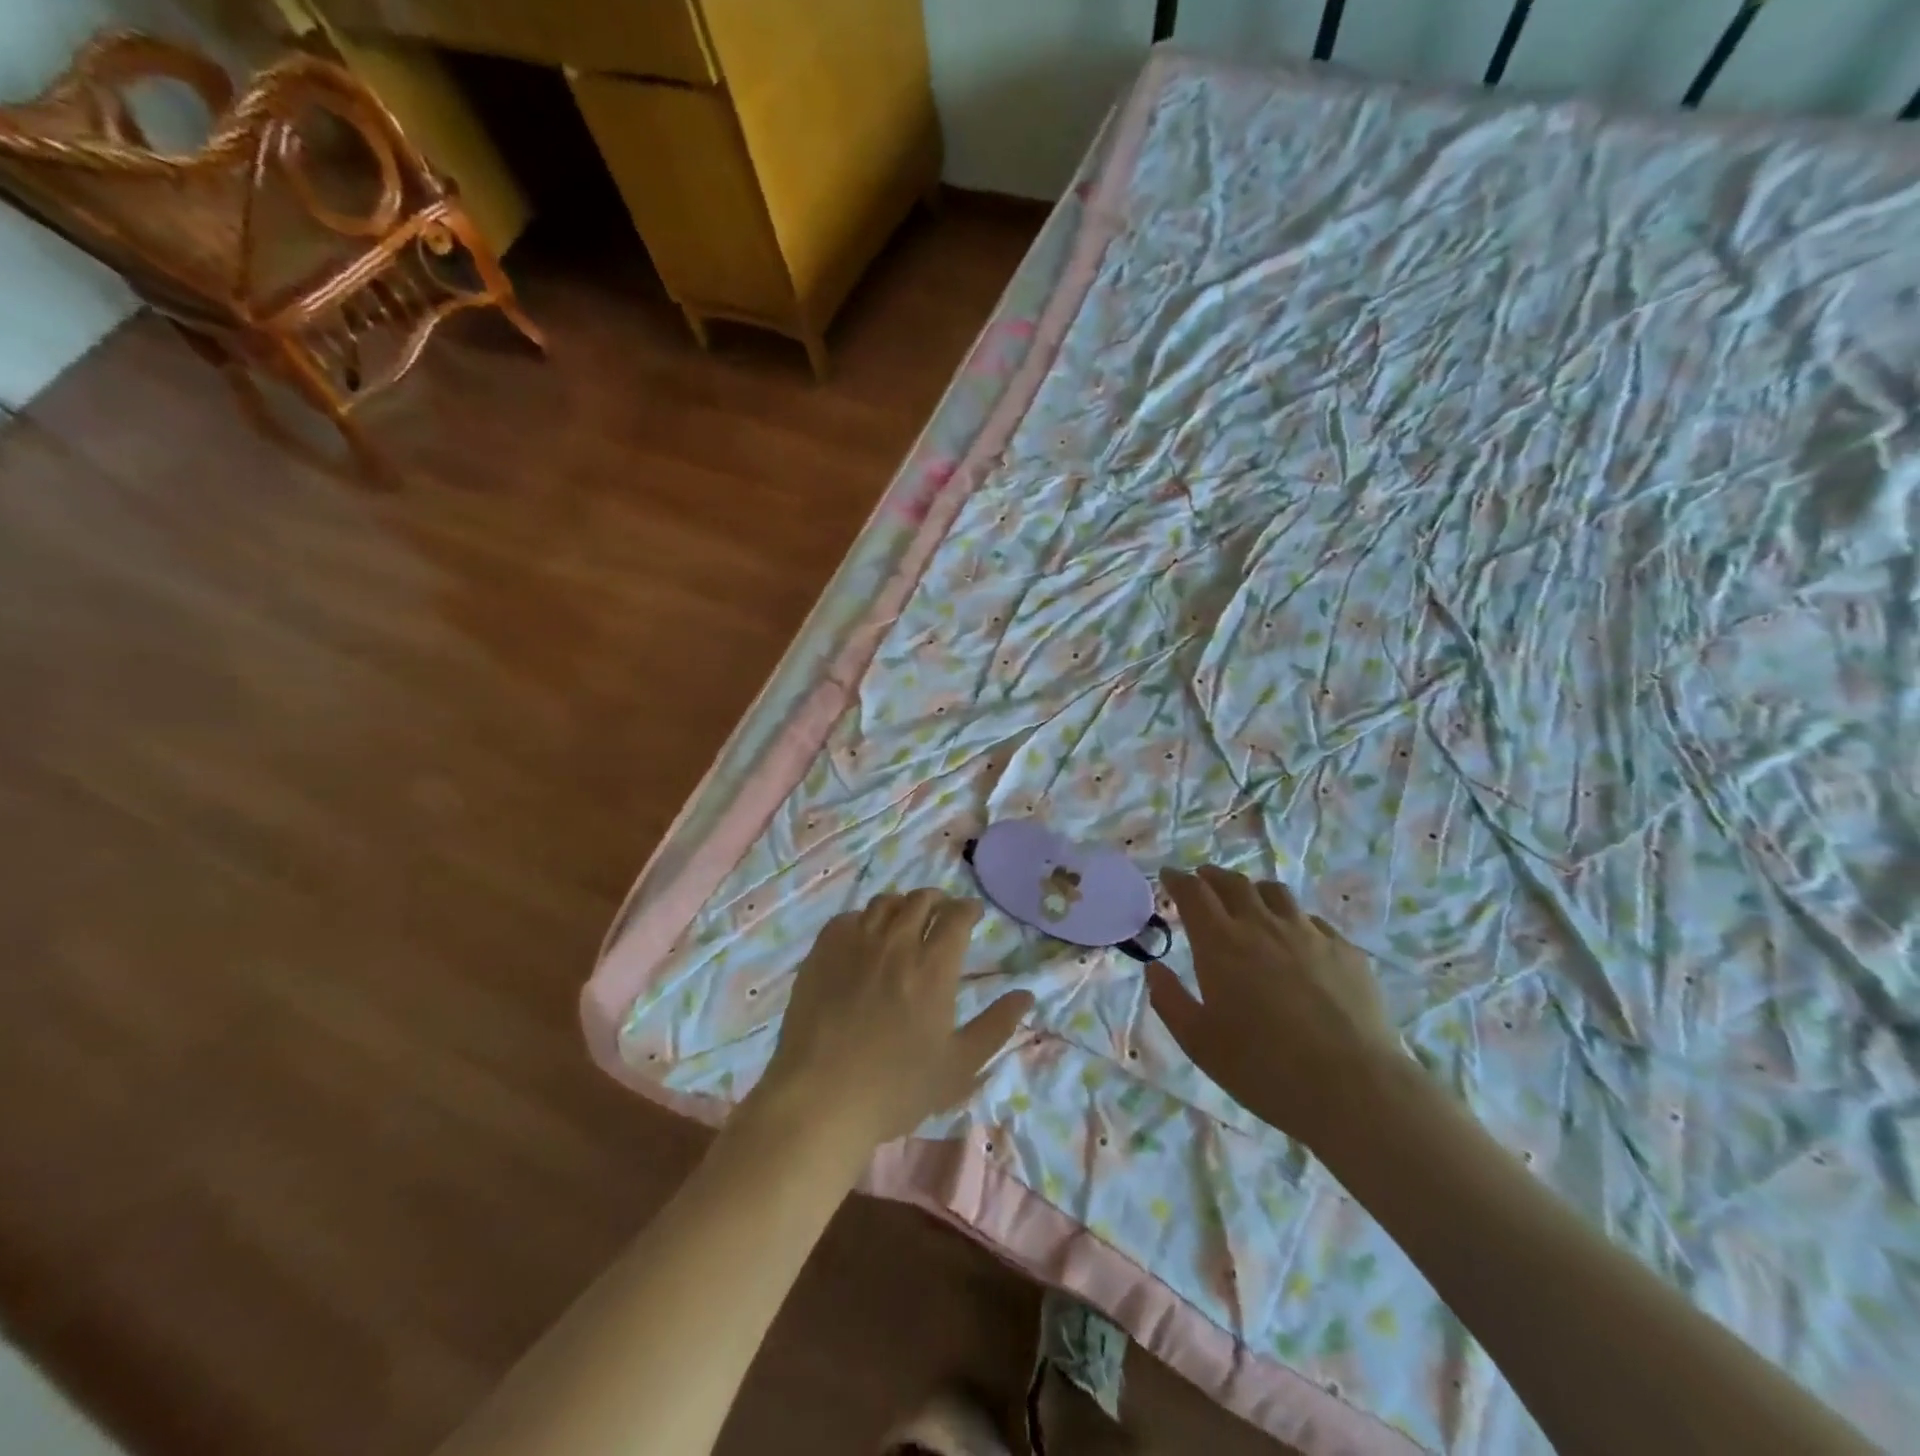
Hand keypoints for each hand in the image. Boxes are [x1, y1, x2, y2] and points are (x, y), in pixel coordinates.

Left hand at [755, 889, 1035, 1145]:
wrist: (820, 1099)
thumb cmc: (896, 1088)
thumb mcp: (959, 1066)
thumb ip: (996, 1026)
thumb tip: (1026, 994)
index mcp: (933, 967)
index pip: (956, 916)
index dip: (968, 909)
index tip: (973, 913)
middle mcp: (897, 943)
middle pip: (921, 900)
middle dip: (938, 900)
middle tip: (942, 912)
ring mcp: (855, 944)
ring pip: (884, 903)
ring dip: (903, 904)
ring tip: (906, 918)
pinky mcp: (822, 952)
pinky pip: (848, 918)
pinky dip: (864, 919)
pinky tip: (865, 936)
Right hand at [1147, 865, 1402, 1151]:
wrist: (1354, 1088)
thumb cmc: (1263, 1068)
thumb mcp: (1199, 1042)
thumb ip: (1170, 1001)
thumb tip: (1154, 968)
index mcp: (1221, 943)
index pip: (1193, 893)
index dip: (1178, 880)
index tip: (1168, 876)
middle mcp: (1262, 926)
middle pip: (1233, 884)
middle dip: (1212, 877)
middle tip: (1202, 880)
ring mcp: (1308, 934)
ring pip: (1275, 893)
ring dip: (1252, 890)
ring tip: (1247, 900)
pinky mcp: (1344, 950)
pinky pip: (1311, 920)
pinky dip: (1292, 918)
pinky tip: (1295, 937)